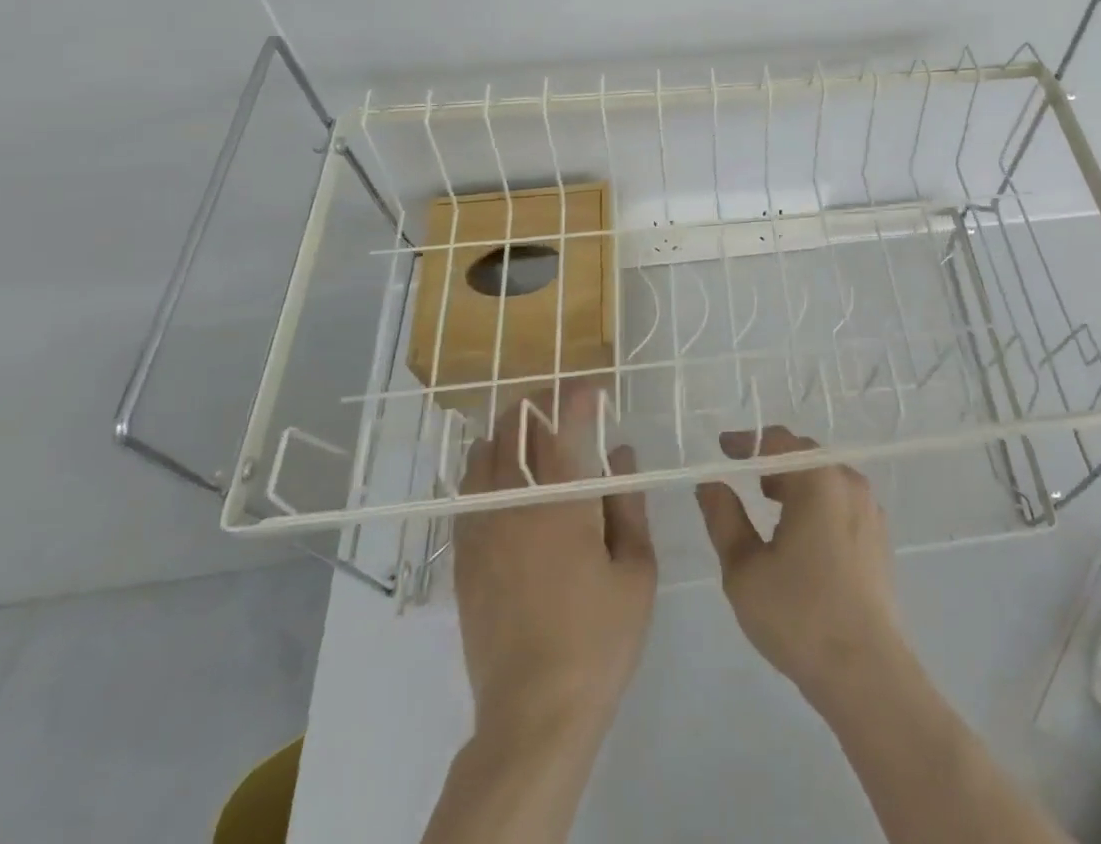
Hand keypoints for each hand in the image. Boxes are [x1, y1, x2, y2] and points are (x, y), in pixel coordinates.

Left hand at [454, 384, 656, 742]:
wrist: (534, 712)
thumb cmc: (599, 638)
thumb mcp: (636, 570)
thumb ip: (628, 505)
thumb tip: (621, 454)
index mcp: (562, 502)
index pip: (564, 425)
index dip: (577, 395)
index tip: (593, 387)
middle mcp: (515, 504)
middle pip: (514, 430)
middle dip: (537, 403)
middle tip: (560, 400)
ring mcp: (482, 530)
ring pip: (482, 456)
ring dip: (505, 432)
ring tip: (526, 429)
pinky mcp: (464, 559)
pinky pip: (465, 494)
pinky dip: (481, 469)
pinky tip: (495, 475)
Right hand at [695, 426, 907, 708]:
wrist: (867, 673)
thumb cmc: (798, 615)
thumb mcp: (744, 569)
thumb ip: (723, 518)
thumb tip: (710, 483)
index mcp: (818, 479)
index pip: (777, 440)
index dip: (747, 442)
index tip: (722, 449)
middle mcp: (849, 482)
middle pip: (805, 456)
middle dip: (771, 460)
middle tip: (742, 475)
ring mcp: (870, 509)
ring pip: (825, 479)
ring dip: (795, 482)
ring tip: (766, 502)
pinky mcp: (879, 536)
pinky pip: (841, 502)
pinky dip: (816, 503)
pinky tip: (799, 533)